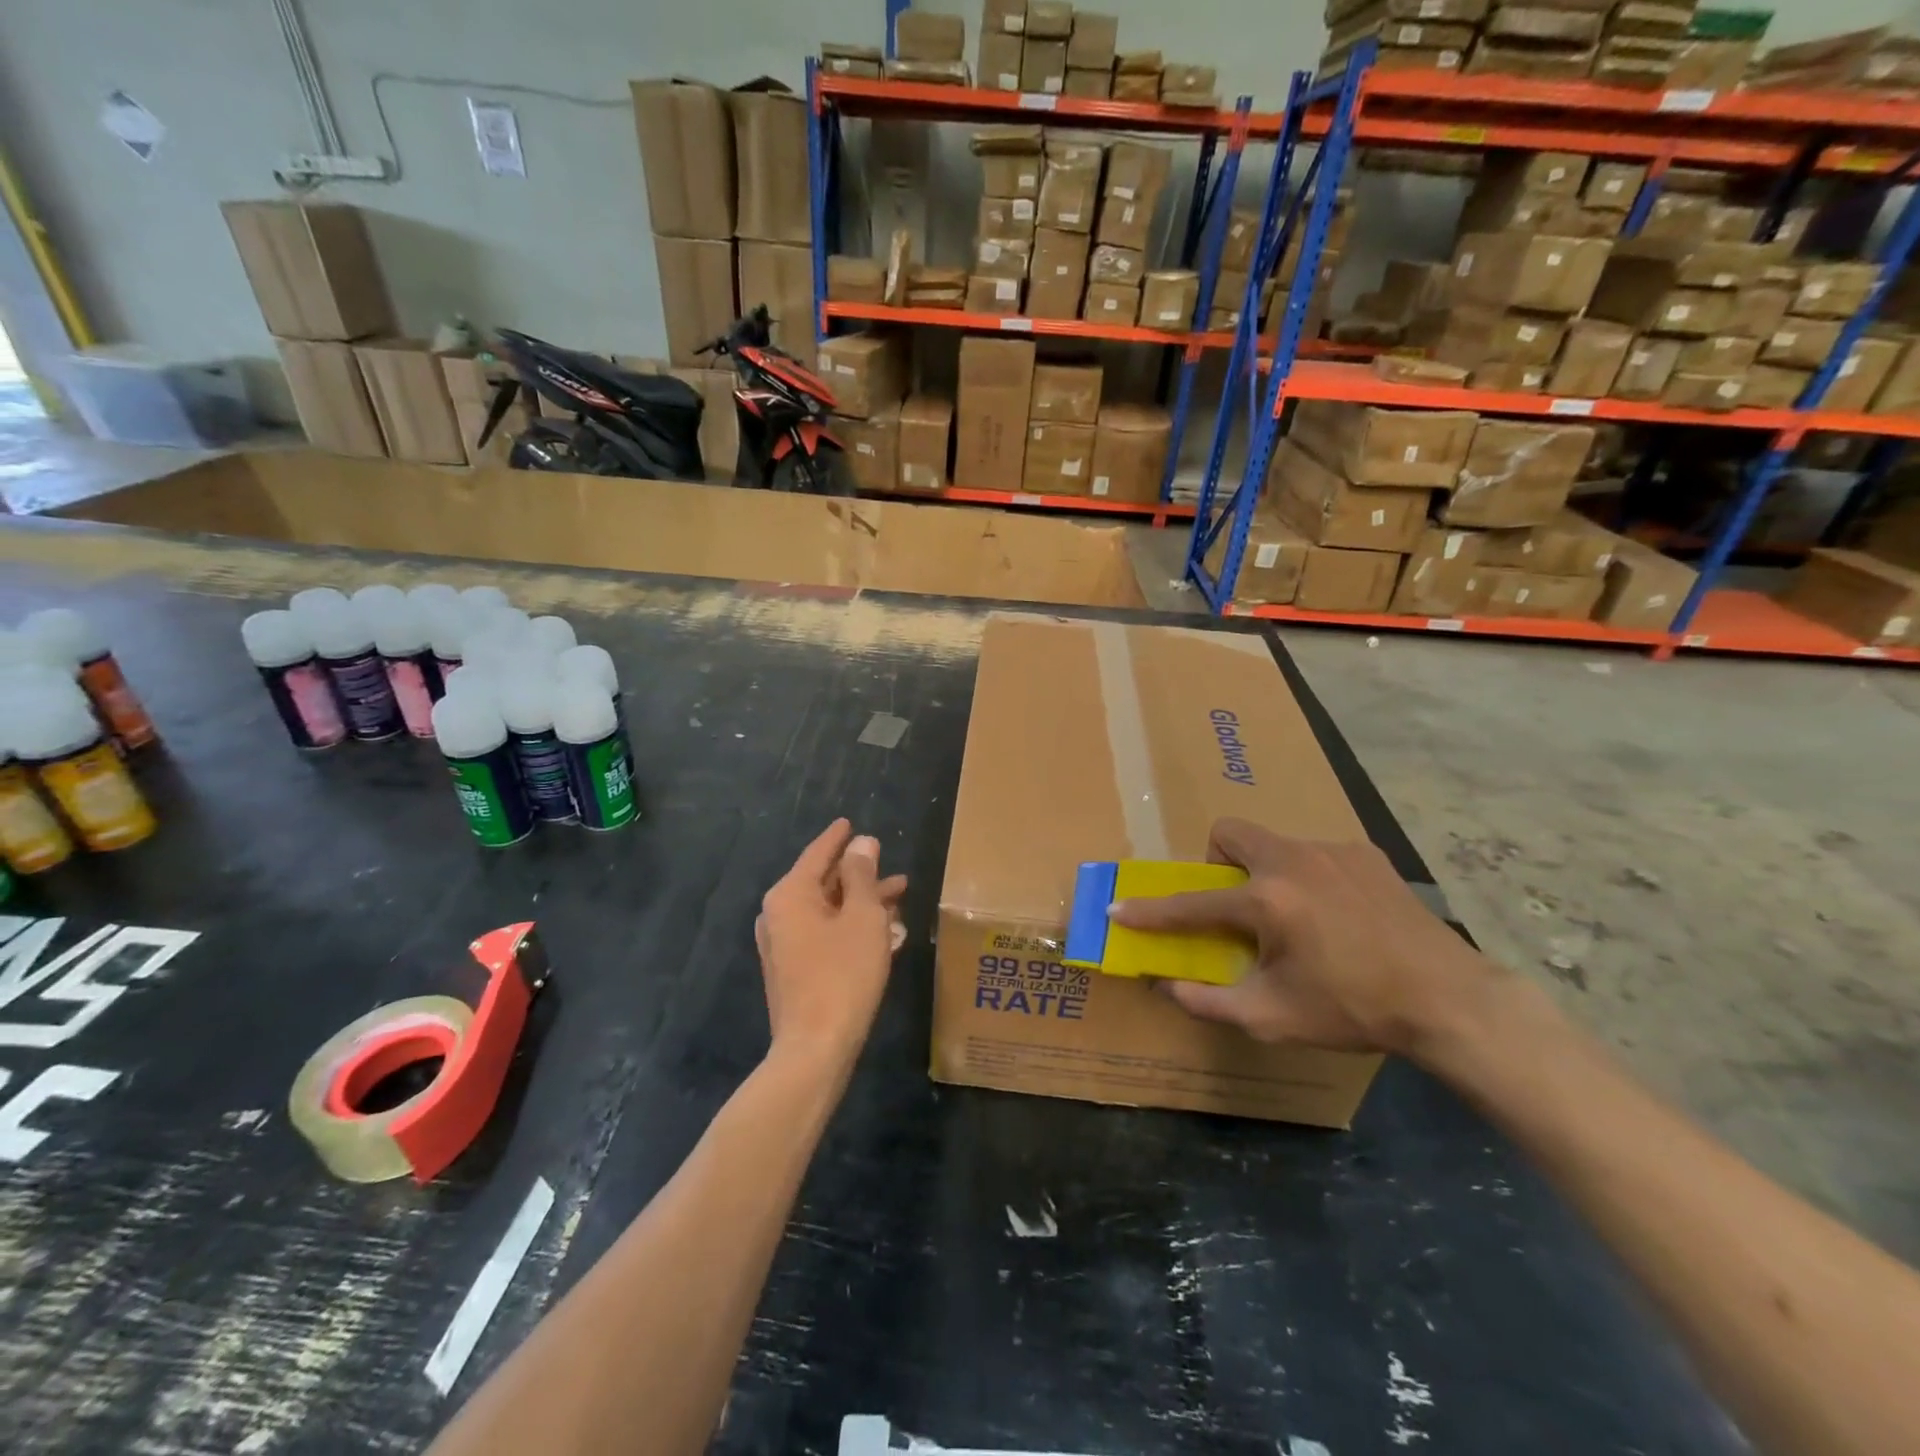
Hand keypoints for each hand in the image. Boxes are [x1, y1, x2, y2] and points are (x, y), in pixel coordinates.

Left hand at [755, 819, 907, 1069]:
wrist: (815, 1048)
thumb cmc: (843, 974)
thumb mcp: (863, 917)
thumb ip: (862, 875)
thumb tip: (861, 843)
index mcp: (790, 894)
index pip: (818, 853)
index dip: (838, 838)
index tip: (850, 822)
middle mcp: (779, 914)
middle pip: (824, 883)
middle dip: (861, 876)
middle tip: (892, 869)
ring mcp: (783, 945)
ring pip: (828, 911)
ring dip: (863, 904)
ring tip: (899, 899)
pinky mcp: (793, 970)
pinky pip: (824, 935)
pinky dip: (851, 929)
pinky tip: (884, 933)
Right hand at [1109, 818, 1495, 1058]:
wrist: (1448, 1000)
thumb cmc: (1354, 1009)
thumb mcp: (1273, 1017)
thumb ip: (1209, 1001)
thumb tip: (1166, 986)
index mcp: (1267, 901)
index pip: (1192, 904)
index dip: (1151, 911)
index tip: (1120, 910)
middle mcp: (1293, 861)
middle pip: (1229, 833)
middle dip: (1217, 863)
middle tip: (1236, 905)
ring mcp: (1333, 851)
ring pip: (1274, 844)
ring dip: (1265, 873)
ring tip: (1296, 918)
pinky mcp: (1365, 854)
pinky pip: (1314, 854)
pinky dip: (1308, 877)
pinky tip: (1336, 915)